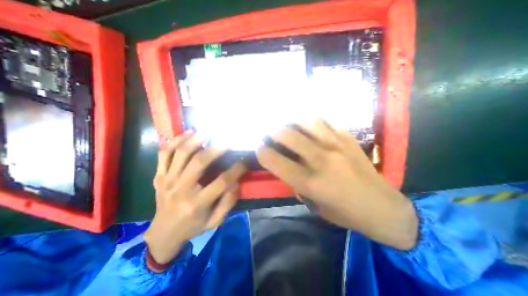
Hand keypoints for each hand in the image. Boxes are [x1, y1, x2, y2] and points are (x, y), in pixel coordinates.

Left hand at [142, 131, 244, 265]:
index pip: (221, 182)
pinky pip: (164, 154)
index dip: (236, 170)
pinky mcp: (159, 176)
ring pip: (180, 153)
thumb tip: (236, 182)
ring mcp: (167, 180)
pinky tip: (188, 133)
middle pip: (199, 162)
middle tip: (228, 141)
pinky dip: (176, 141)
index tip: (244, 162)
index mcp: (197, 203)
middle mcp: (181, 189)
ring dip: (196, 139)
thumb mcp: (215, 221)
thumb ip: (228, 202)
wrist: (162, 234)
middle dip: (217, 149)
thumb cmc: (192, 227)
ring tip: (208, 131)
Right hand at [258, 120, 418, 249]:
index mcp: (310, 182)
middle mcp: (321, 160)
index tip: (259, 148)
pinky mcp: (349, 139)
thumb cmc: (344, 213)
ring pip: (308, 122)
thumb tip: (287, 166)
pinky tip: (311, 129)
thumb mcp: (313, 204)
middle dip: (273, 132)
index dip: (262, 152)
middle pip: (288, 135)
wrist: (382, 207)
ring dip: (294, 123)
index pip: (276, 161)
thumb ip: (296, 183)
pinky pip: (326, 123)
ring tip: (291, 127)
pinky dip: (313, 124)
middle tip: (270, 133)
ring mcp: (337, 146)